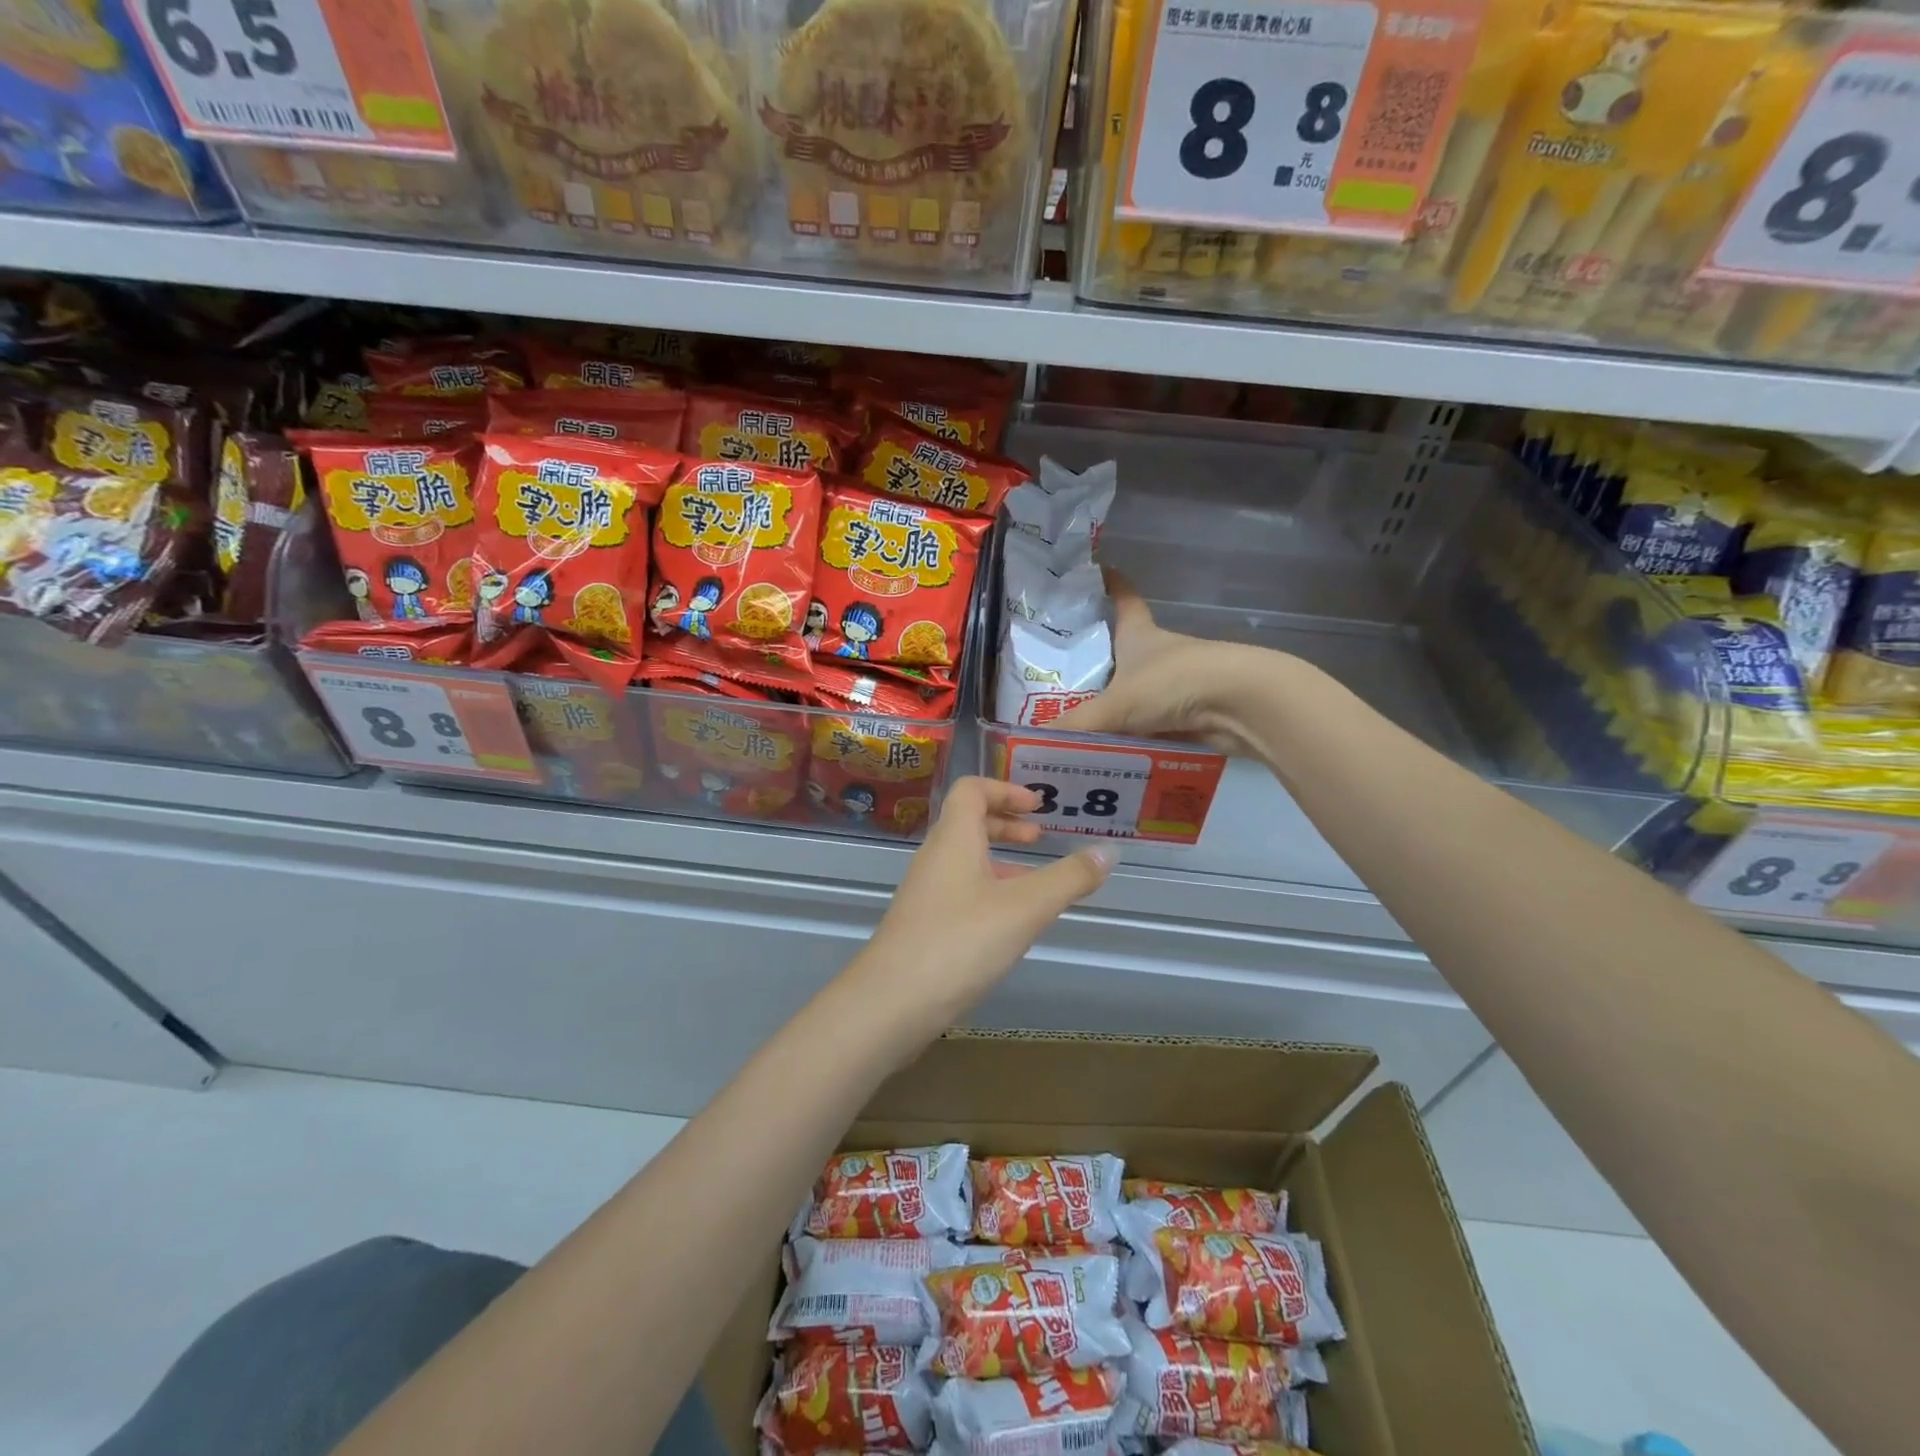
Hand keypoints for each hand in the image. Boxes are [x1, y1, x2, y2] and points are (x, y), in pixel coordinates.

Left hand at [851, 777, 1114, 1026]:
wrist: (891, 1003)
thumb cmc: (960, 941)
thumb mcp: (1025, 908)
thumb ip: (1069, 878)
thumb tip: (1110, 850)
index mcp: (954, 838)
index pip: (971, 789)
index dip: (1005, 789)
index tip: (1038, 807)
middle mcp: (935, 858)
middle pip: (967, 823)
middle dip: (1005, 824)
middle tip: (1039, 838)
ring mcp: (925, 893)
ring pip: (964, 860)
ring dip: (999, 860)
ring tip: (1035, 883)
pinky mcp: (922, 925)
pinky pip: (959, 891)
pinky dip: (988, 891)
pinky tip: (1010, 924)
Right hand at [1053, 572, 1279, 756]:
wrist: (1241, 705)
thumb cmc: (1173, 684)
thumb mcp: (1115, 705)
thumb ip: (1075, 727)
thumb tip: (1033, 744)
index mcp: (1140, 636)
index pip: (1124, 600)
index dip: (1112, 585)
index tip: (1098, 571)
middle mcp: (1160, 655)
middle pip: (1127, 654)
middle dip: (1102, 665)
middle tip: (1063, 681)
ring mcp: (1180, 684)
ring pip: (1140, 695)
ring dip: (1119, 711)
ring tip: (1080, 730)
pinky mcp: (1194, 715)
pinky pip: (1155, 728)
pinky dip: (1137, 740)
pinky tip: (1114, 756)